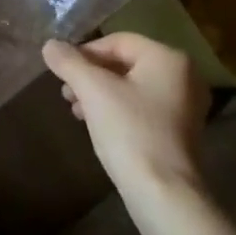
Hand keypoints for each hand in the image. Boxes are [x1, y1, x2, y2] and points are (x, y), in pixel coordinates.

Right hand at [42, 33, 208, 195]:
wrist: (163, 193)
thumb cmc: (130, 132)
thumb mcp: (93, 91)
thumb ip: (69, 63)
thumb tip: (50, 45)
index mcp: (168, 58)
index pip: (118, 41)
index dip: (84, 52)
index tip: (61, 71)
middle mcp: (184, 75)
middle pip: (125, 63)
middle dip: (91, 75)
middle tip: (66, 92)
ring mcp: (186, 105)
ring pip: (132, 86)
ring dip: (100, 93)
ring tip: (76, 110)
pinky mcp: (180, 130)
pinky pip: (142, 107)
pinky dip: (117, 109)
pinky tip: (96, 124)